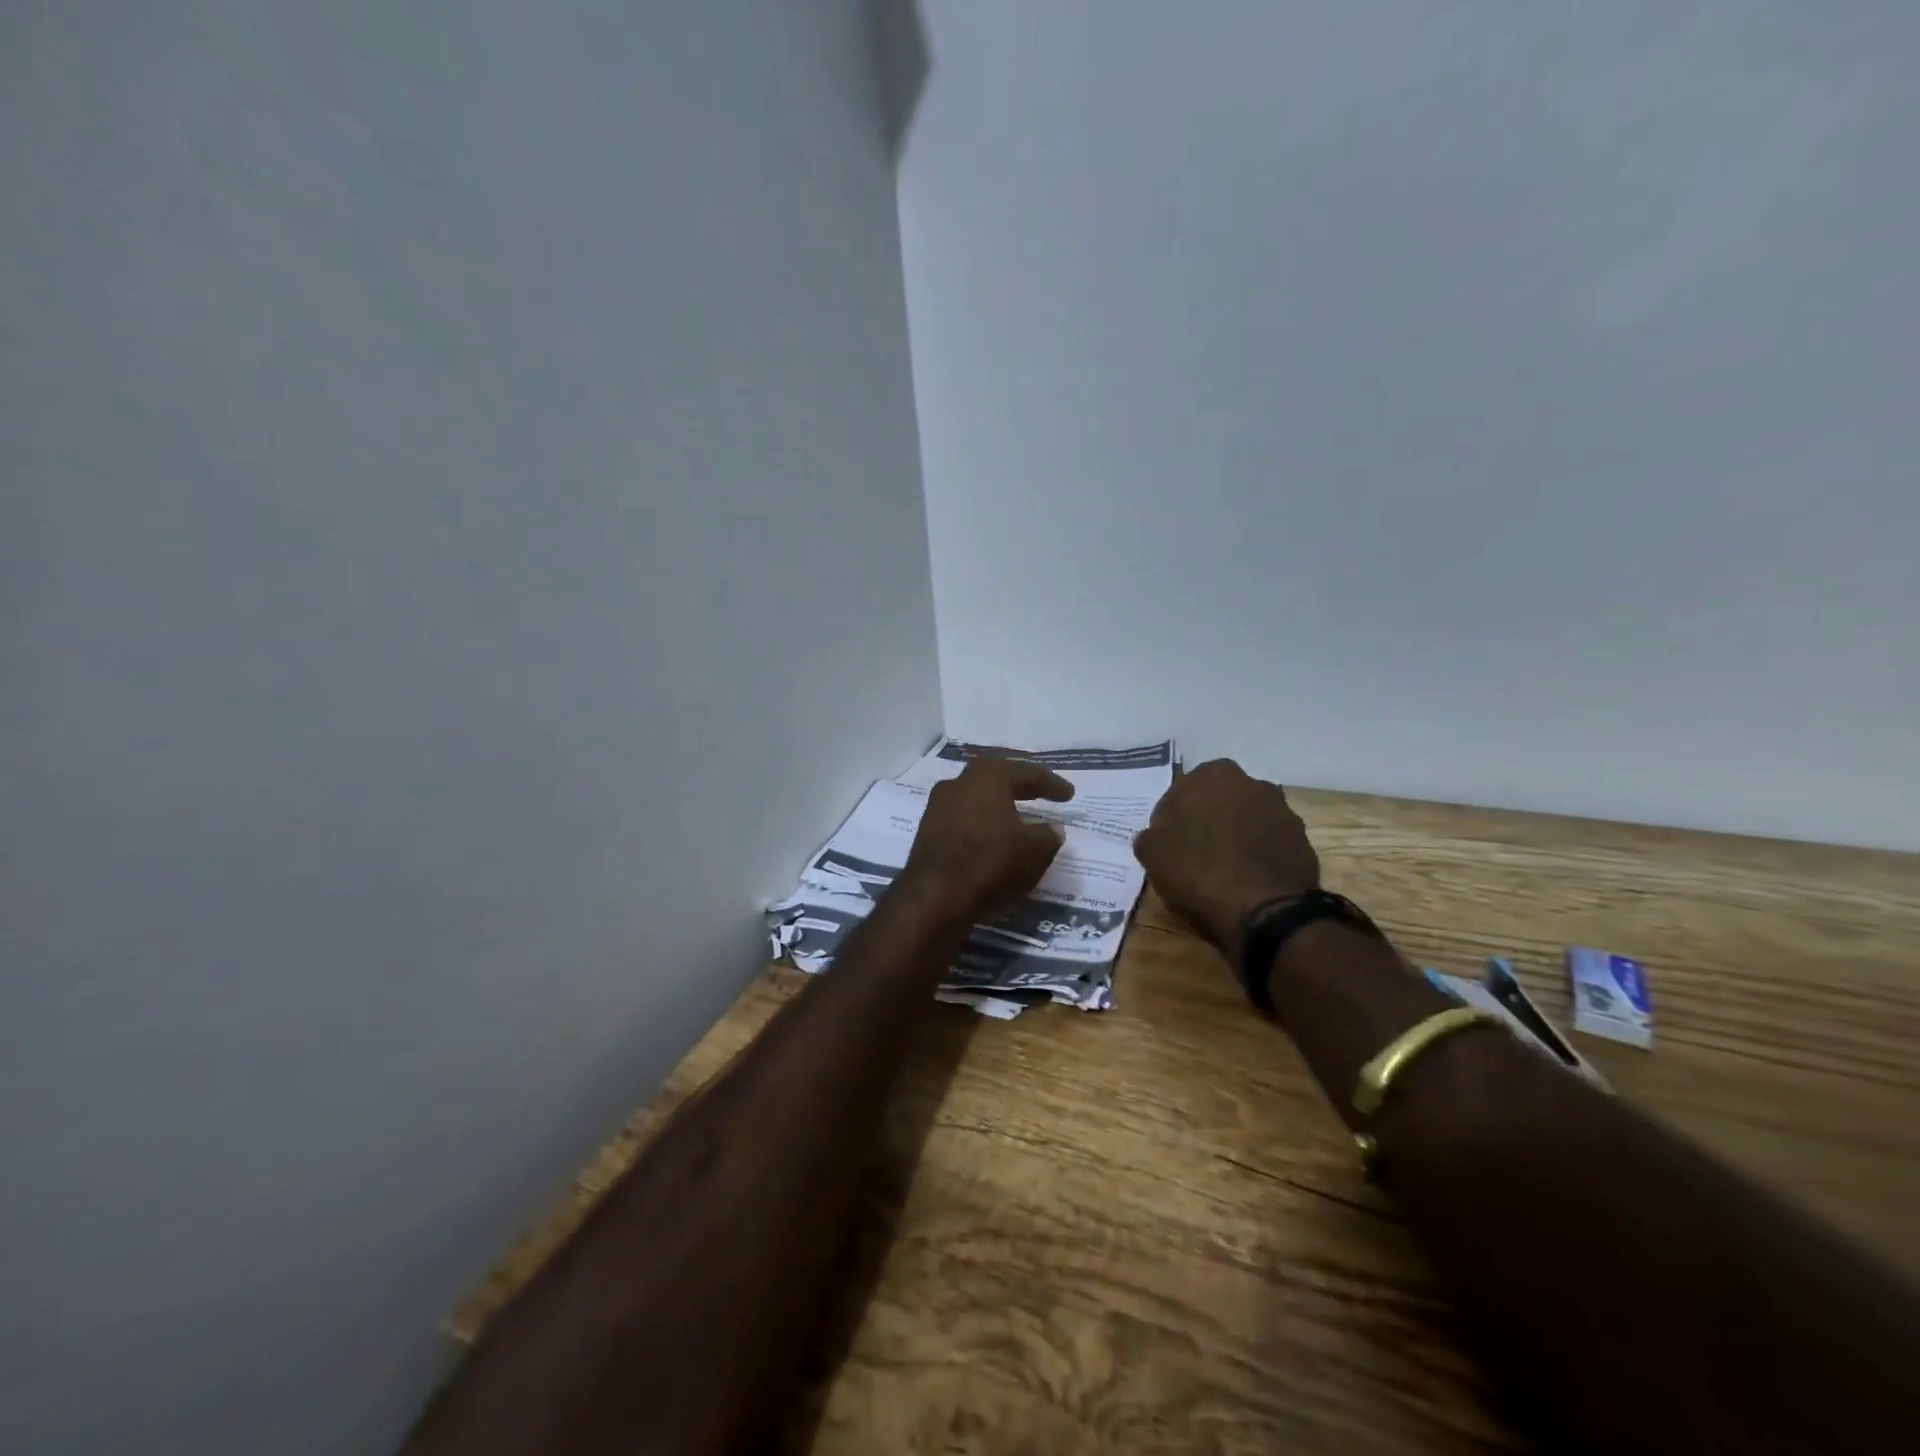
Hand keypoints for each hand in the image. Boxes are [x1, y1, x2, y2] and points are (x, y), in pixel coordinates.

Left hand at [900, 759, 1074, 915]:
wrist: (936, 894)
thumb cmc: (991, 860)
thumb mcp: (1034, 849)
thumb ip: (1049, 835)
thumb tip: (1052, 830)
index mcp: (987, 775)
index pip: (1027, 773)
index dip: (1052, 784)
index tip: (1069, 795)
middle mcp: (959, 782)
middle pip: (997, 779)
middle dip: (1022, 786)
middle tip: (1042, 793)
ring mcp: (938, 805)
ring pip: (977, 799)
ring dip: (999, 805)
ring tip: (1018, 817)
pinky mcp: (927, 830)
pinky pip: (964, 819)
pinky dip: (982, 823)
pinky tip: (993, 836)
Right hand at [1132, 759, 1319, 951]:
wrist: (1262, 910)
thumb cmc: (1197, 869)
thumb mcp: (1152, 853)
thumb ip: (1150, 836)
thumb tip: (1153, 836)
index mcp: (1214, 775)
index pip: (1185, 788)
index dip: (1175, 815)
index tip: (1169, 840)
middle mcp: (1254, 784)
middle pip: (1223, 801)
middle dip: (1211, 820)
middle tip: (1195, 852)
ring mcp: (1284, 813)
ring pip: (1250, 822)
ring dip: (1239, 838)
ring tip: (1223, 871)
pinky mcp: (1304, 844)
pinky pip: (1272, 846)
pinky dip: (1260, 858)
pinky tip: (1247, 882)